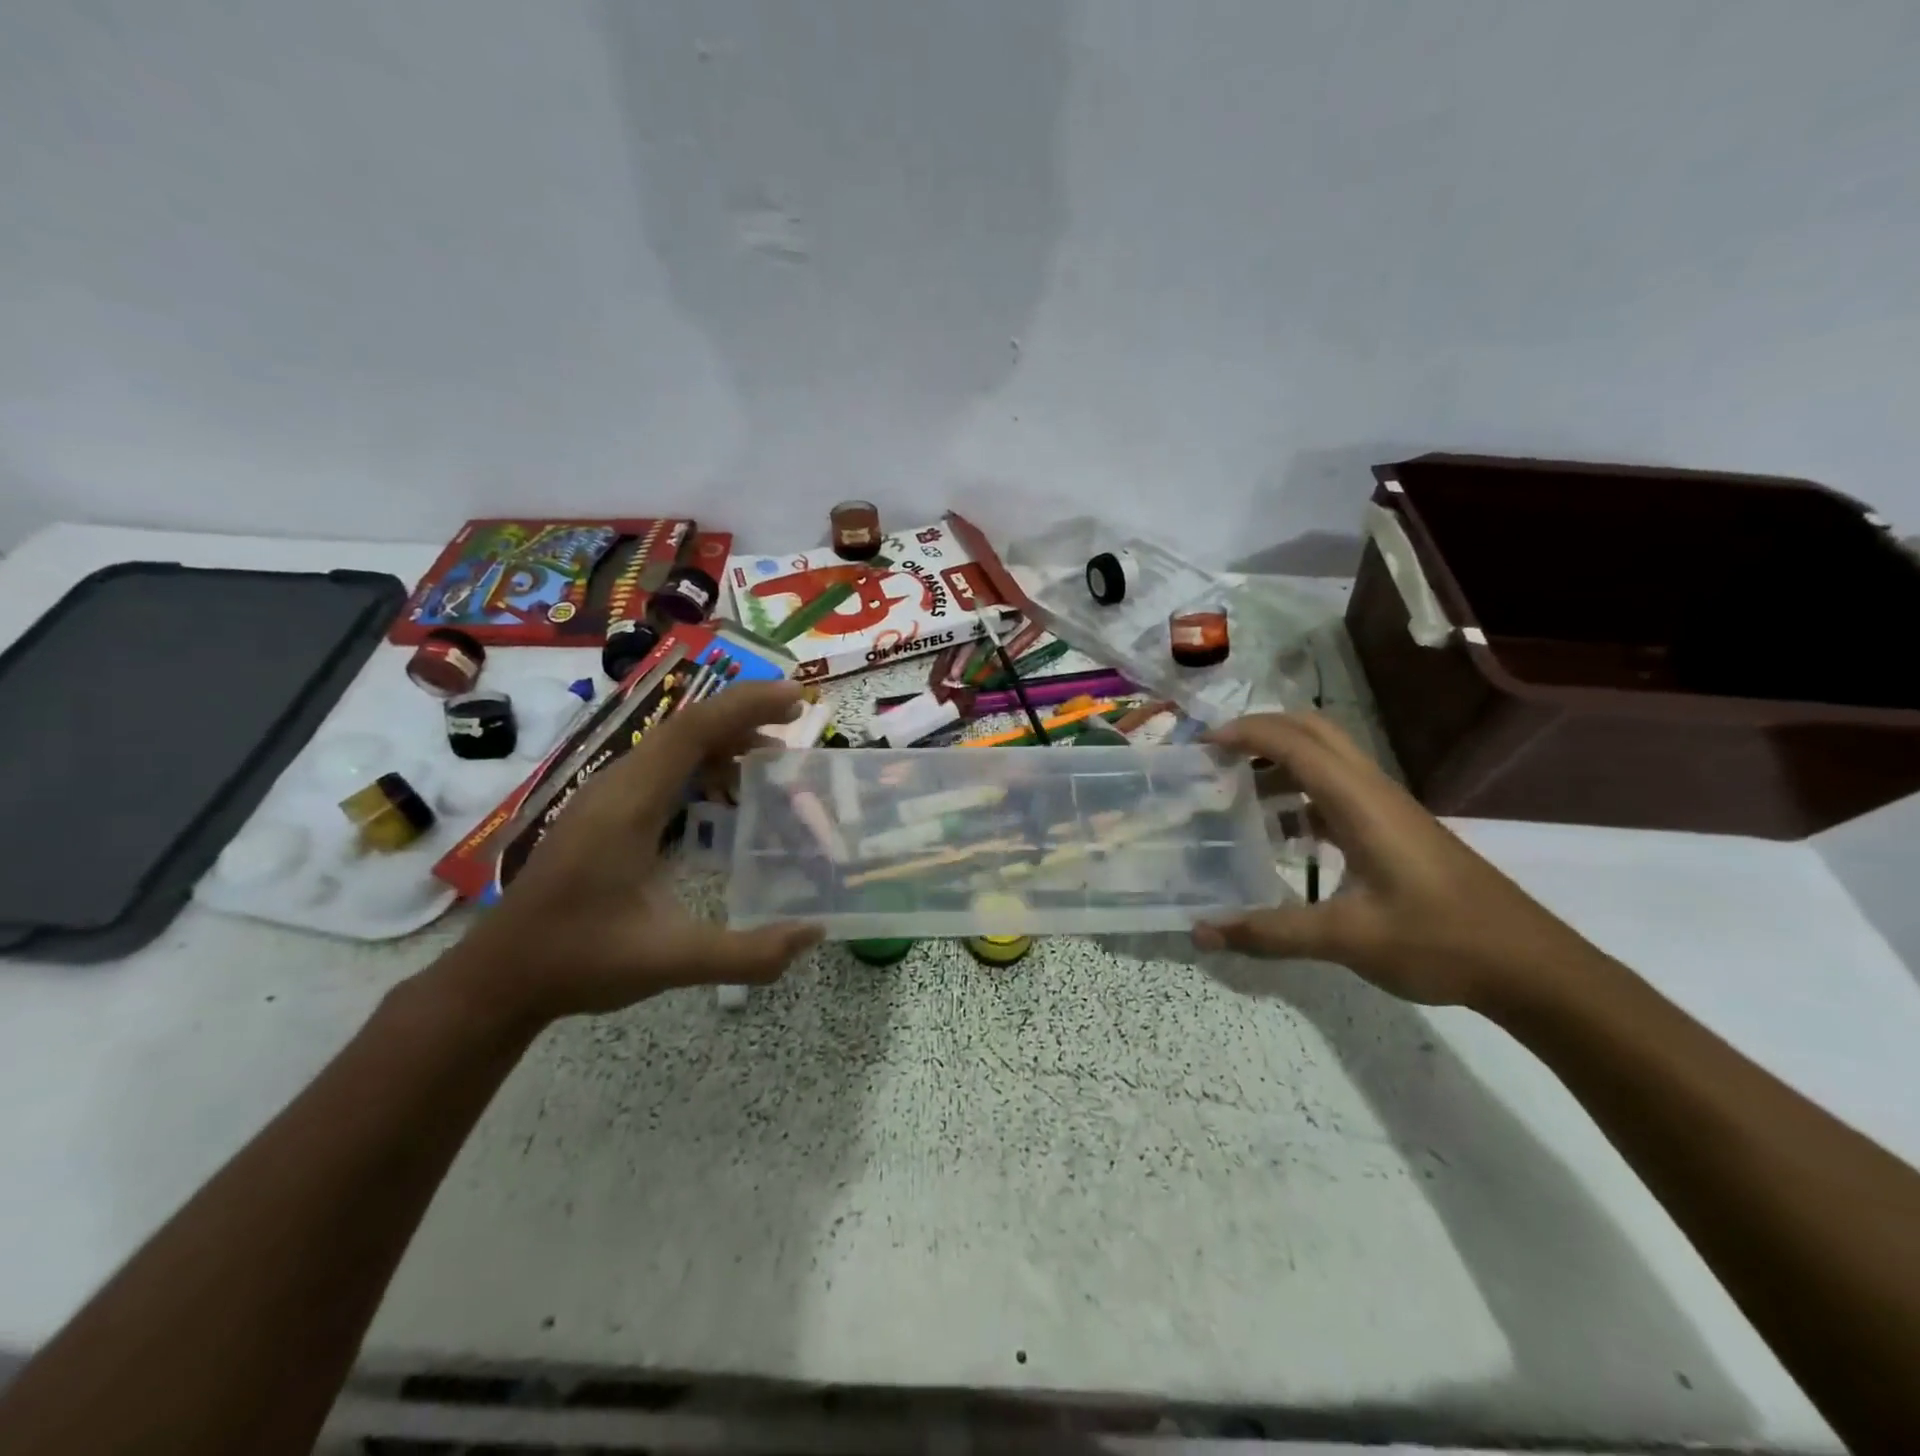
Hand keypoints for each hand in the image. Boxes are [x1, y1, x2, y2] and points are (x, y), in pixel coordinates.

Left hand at [440, 681, 822, 1023]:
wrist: (500, 976)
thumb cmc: (580, 961)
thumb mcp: (671, 961)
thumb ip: (747, 953)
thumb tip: (814, 934)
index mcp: (629, 805)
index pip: (693, 730)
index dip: (747, 706)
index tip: (797, 699)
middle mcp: (616, 786)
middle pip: (687, 727)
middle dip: (745, 716)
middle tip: (797, 723)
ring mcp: (605, 796)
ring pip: (673, 745)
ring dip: (725, 740)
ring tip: (773, 758)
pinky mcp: (604, 811)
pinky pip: (662, 767)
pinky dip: (703, 764)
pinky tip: (725, 796)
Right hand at [1193, 712, 1602, 1009]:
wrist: (1530, 966)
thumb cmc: (1439, 942)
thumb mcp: (1346, 939)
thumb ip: (1269, 931)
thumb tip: (1199, 932)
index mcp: (1360, 803)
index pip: (1294, 743)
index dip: (1245, 734)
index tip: (1201, 746)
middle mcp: (1374, 792)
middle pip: (1314, 731)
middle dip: (1262, 731)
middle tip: (1218, 756)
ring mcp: (1389, 809)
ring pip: (1329, 758)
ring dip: (1281, 760)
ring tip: (1238, 790)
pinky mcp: (1396, 829)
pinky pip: (1339, 790)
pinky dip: (1301, 793)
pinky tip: (1284, 834)